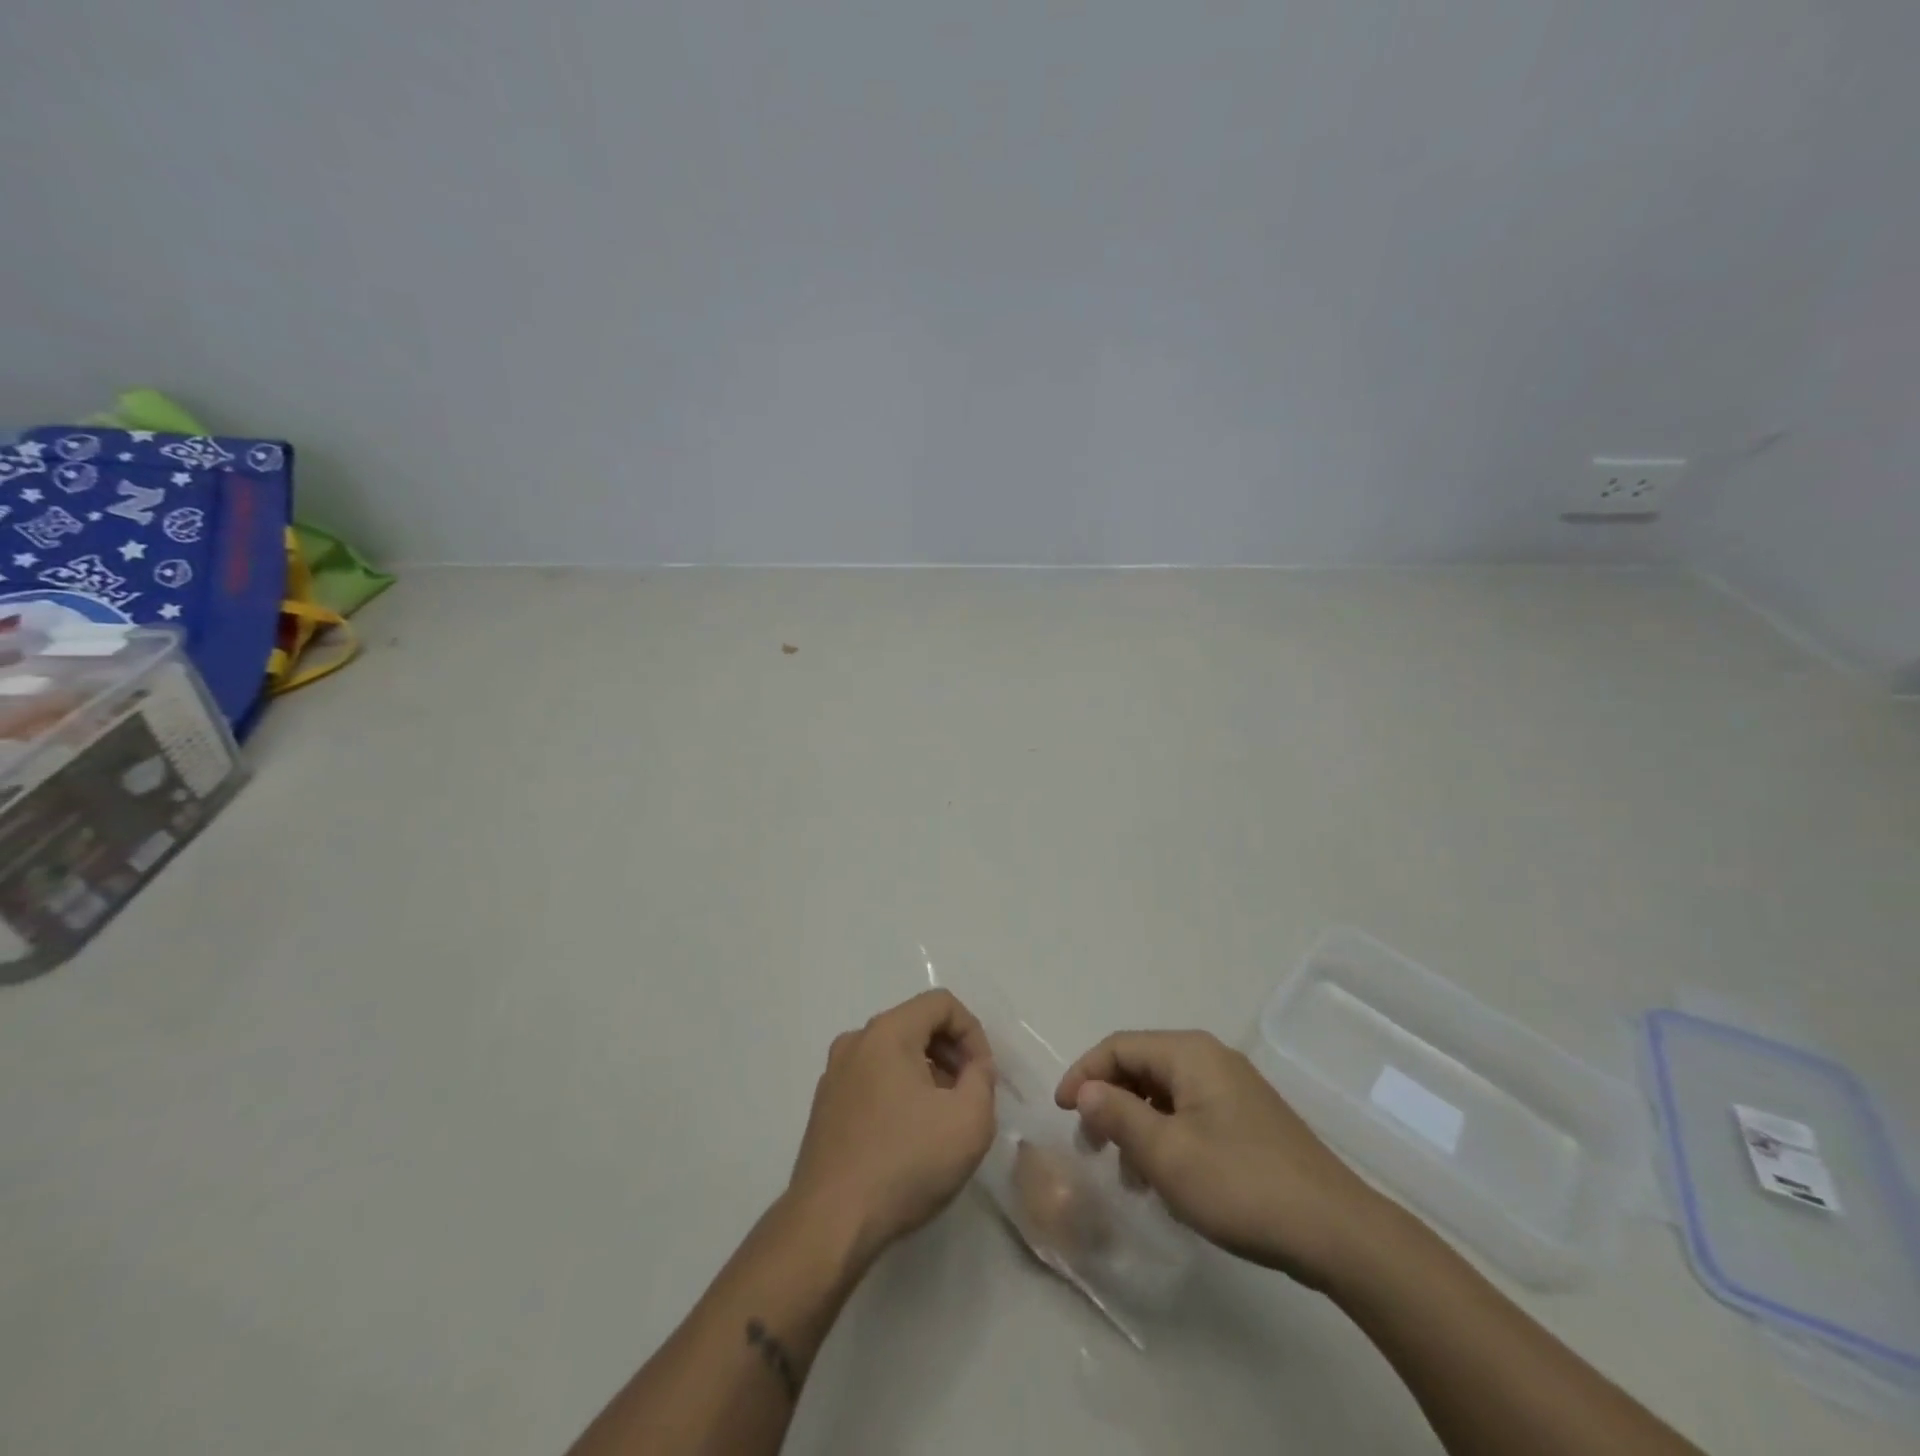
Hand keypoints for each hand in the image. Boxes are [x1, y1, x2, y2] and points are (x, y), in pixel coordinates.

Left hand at [789, 990, 996, 1261]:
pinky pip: (873, 1078)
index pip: (941, 1003)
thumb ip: (983, 1079)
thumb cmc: (905, 1163)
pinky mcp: (825, 1106)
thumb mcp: (970, 1121)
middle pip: (916, 1024)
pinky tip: (910, 1136)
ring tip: (943, 1118)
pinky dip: (899, 1091)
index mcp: (887, 1032)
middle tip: (969, 1095)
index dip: (973, 1032)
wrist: (830, 1224)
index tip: (983, 1076)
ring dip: (927, 1073)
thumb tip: (974, 1067)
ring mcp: (835, 1074)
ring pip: (894, 1052)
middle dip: (951, 1053)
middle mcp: (855, 1041)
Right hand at [1055, 1030, 1384, 1287]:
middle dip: (1109, 1103)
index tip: (1061, 1113)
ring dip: (1136, 1126)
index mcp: (1189, 1053)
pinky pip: (1189, 1113)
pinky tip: (1167, 1180)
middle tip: (1092, 1148)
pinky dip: (1166, 1137)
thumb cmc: (1241, 1184)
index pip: (1118, 1047)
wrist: (1336, 1231)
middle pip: (1141, 1067)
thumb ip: (1117, 1115)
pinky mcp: (1248, 1119)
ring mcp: (1233, 1088)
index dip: (1083, 1074)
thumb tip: (1084, 1090)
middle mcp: (1210, 1058)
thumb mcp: (1167, 1154)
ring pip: (1164, 1094)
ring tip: (1129, 1176)